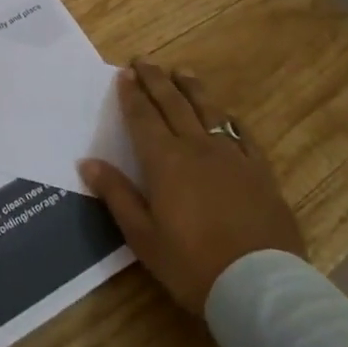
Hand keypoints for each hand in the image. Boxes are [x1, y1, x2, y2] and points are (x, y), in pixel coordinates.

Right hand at [81, 60, 305, 313]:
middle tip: (144, 60)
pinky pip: (242, 134)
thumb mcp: (143, 237)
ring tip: (181, 72)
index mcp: (166, 161)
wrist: (259, 286)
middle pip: (173, 104)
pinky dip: (229, 118)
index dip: (132, 94)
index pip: (143, 117)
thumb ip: (117, 195)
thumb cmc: (192, 265)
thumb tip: (87, 162)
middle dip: (156, 80)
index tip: (123, 74)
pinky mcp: (260, 172)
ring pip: (208, 110)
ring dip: (191, 88)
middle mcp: (197, 148)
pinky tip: (225, 113)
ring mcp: (233, 157)